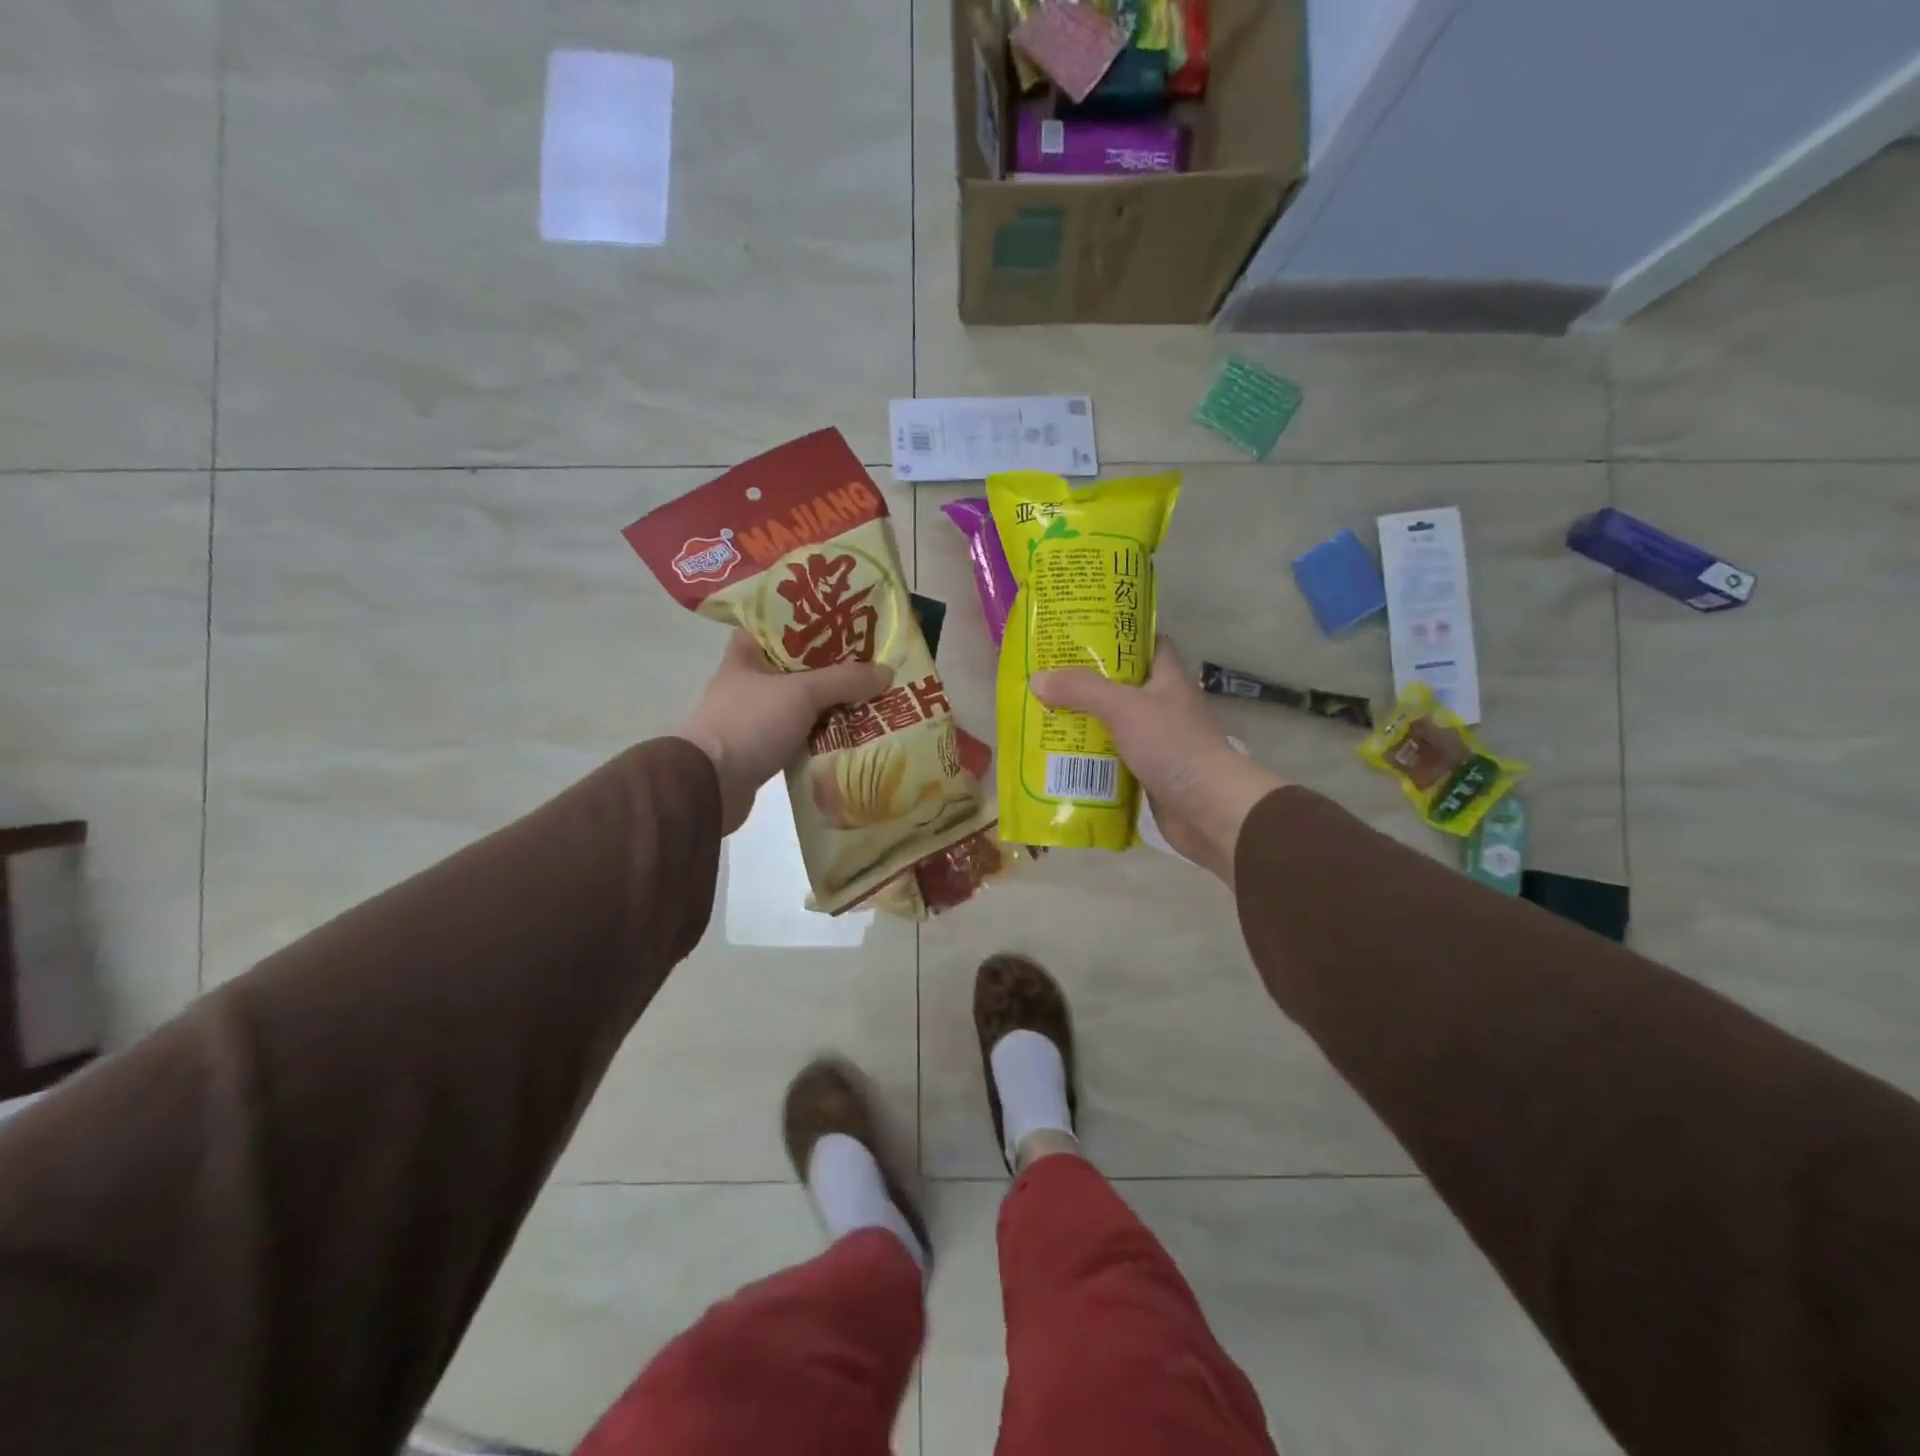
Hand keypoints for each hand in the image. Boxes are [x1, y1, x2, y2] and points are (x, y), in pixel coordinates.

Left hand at [679, 631, 891, 833]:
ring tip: (876, 695)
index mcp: (749, 653)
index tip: (851, 621)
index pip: (783, 625)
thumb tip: (887, 671)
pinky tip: (857, 731)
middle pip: (802, 666)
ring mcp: (758, 716)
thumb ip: (844, 680)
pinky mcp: (766, 747)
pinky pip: (805, 733)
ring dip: (836, 702)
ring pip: (806, 702)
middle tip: (875, 661)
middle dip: (837, 666)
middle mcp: (752, 680)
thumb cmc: (750, 723)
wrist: (710, 786)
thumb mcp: (801, 693)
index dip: (816, 621)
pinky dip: (827, 732)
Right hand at [1033, 638, 1286, 882]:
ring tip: (1043, 716)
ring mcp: (1157, 740)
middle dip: (1086, 684)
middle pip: (1121, 685)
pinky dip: (1090, 758)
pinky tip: (1060, 757)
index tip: (1080, 637)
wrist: (1209, 809)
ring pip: (1114, 724)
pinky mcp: (1149, 772)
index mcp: (1167, 678)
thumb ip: (1082, 691)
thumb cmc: (1173, 746)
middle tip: (1048, 680)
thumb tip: (1038, 679)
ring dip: (1084, 724)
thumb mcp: (1124, 708)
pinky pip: (1113, 758)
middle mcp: (1163, 705)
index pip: (1146, 644)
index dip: (1116, 637)